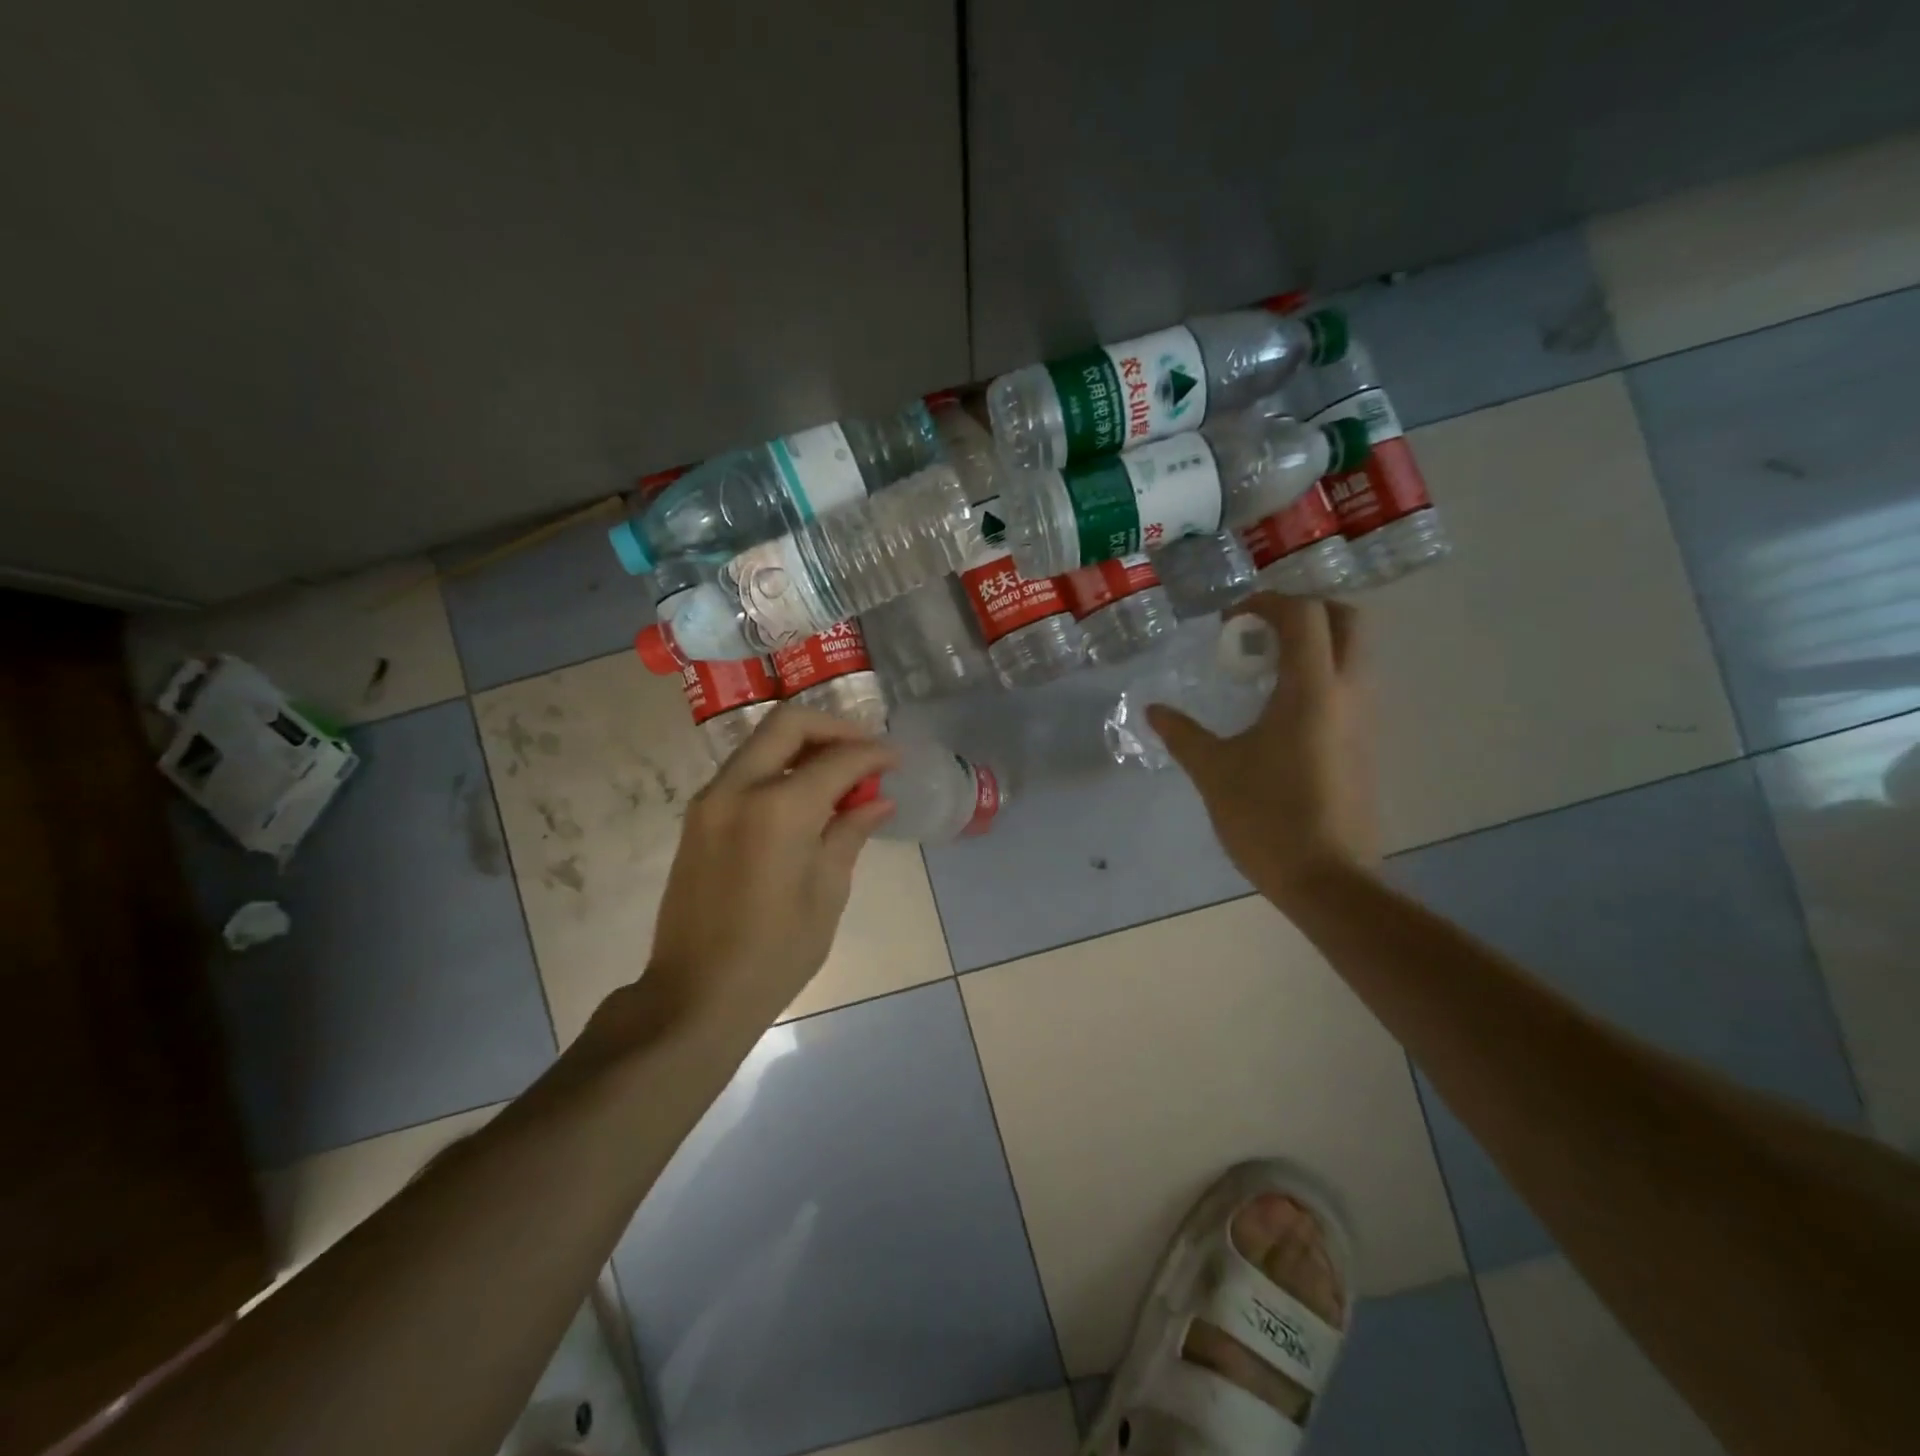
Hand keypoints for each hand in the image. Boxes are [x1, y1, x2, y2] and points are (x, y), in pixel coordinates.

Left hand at [644, 705, 897, 1030]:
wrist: (696, 994)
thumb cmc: (776, 953)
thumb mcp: (827, 892)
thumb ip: (850, 833)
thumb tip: (878, 802)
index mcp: (779, 809)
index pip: (837, 759)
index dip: (873, 755)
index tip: (896, 761)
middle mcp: (738, 788)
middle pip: (788, 724)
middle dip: (834, 730)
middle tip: (865, 753)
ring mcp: (711, 800)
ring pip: (762, 743)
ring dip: (804, 747)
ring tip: (840, 776)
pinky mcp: (698, 817)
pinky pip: (745, 771)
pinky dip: (779, 768)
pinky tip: (805, 798)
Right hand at [1147, 595, 1378, 906]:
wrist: (1327, 880)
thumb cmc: (1267, 818)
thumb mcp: (1214, 772)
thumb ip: (1183, 734)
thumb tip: (1153, 710)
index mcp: (1312, 691)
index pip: (1305, 615)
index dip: (1267, 603)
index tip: (1231, 621)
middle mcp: (1348, 694)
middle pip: (1347, 621)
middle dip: (1304, 612)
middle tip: (1259, 634)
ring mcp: (1363, 721)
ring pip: (1353, 655)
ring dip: (1314, 645)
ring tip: (1263, 671)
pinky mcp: (1364, 746)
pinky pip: (1349, 688)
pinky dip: (1319, 676)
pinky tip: (1279, 711)